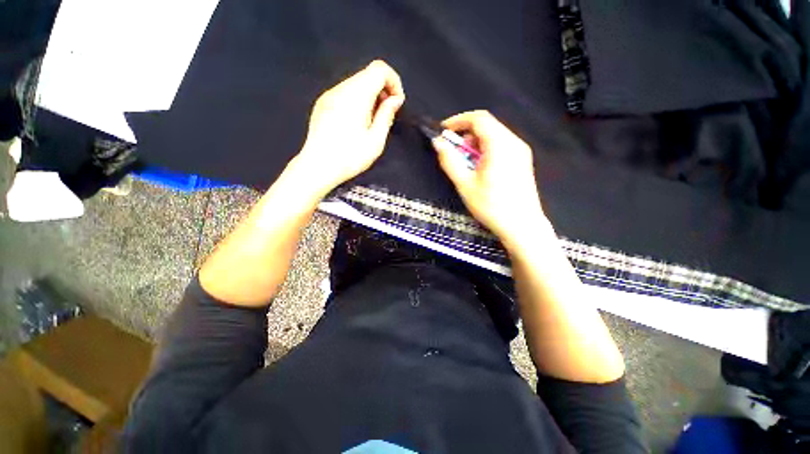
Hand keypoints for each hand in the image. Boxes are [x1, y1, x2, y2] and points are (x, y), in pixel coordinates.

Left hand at [296, 60, 404, 195]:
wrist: (317, 167)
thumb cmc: (349, 157)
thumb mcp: (375, 141)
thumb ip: (386, 115)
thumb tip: (395, 99)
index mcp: (356, 96)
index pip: (379, 69)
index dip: (393, 82)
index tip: (396, 104)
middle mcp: (341, 89)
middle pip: (367, 75)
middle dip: (383, 91)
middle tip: (385, 116)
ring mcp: (329, 95)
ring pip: (356, 84)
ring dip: (370, 97)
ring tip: (371, 123)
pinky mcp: (322, 104)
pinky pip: (345, 93)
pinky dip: (357, 101)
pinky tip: (356, 124)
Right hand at [432, 110, 548, 248]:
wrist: (522, 226)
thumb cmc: (491, 206)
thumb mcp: (465, 184)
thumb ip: (449, 161)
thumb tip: (438, 143)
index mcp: (500, 145)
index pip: (478, 118)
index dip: (458, 121)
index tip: (443, 130)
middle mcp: (514, 143)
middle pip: (487, 126)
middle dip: (466, 134)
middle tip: (453, 151)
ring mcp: (520, 152)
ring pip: (494, 136)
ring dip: (475, 143)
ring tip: (465, 163)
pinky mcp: (522, 161)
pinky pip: (501, 146)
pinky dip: (486, 150)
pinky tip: (479, 168)